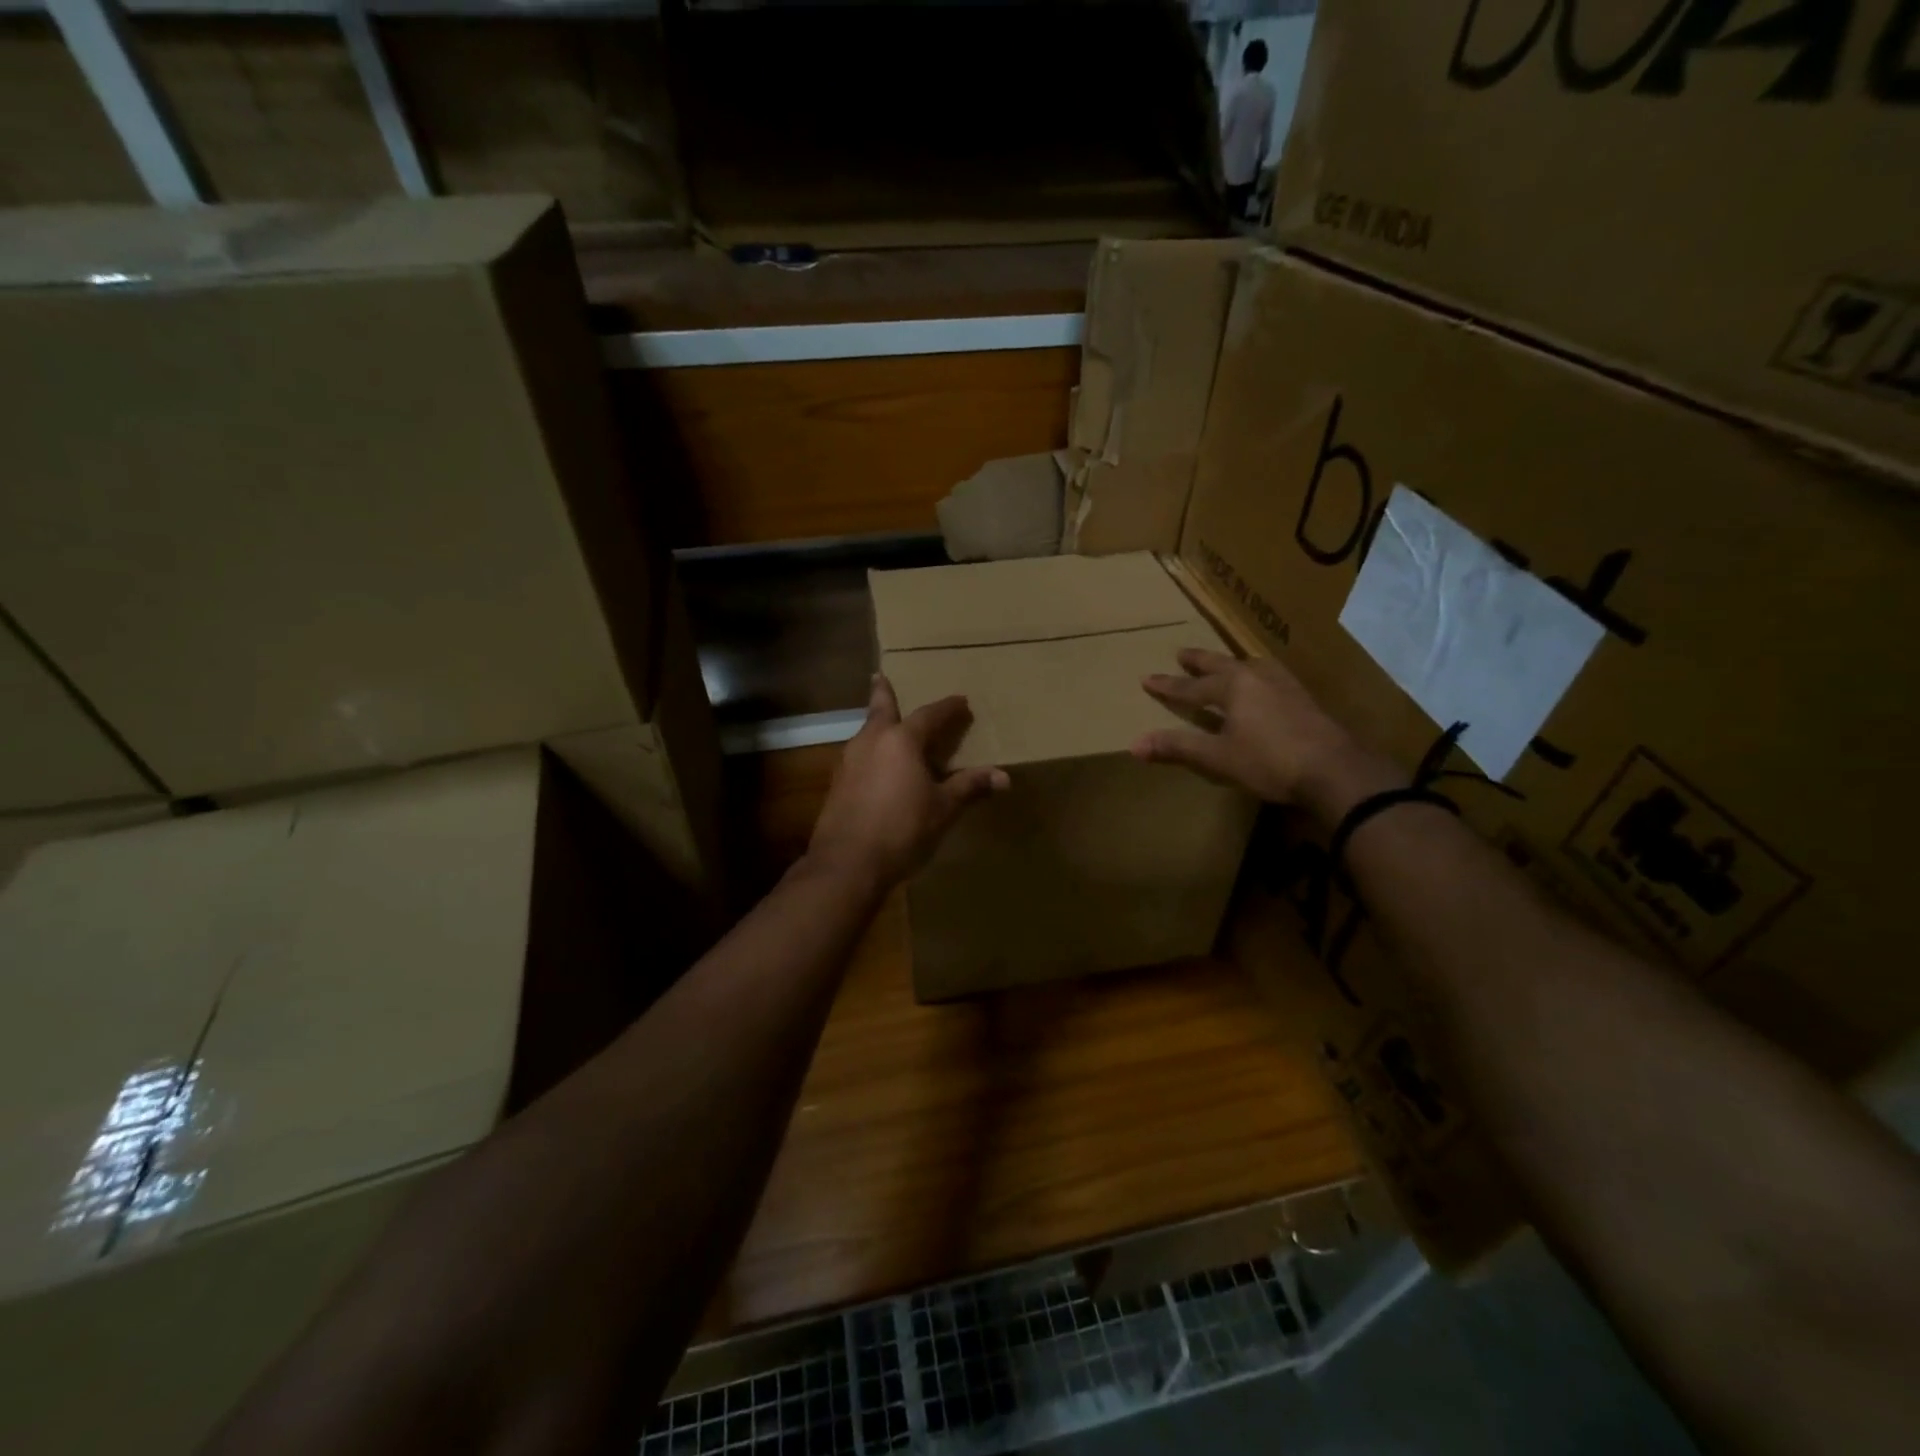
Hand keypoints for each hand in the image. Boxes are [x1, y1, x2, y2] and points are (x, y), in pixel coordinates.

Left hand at [807, 675, 1009, 888]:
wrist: (848, 863)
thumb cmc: (902, 829)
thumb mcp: (943, 808)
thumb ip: (969, 787)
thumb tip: (1003, 777)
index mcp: (901, 740)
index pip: (930, 715)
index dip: (948, 708)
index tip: (961, 701)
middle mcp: (871, 741)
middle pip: (880, 710)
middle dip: (884, 693)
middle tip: (881, 676)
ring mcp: (848, 762)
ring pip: (865, 733)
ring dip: (876, 724)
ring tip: (884, 722)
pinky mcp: (837, 784)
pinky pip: (858, 756)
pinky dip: (870, 751)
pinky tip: (875, 764)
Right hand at [1131, 649, 1400, 822]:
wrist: (1335, 770)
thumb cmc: (1270, 761)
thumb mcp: (1218, 757)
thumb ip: (1178, 747)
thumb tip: (1135, 744)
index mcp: (1233, 686)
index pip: (1191, 686)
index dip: (1168, 685)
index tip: (1147, 679)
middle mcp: (1257, 677)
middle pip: (1221, 665)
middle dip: (1199, 661)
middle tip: (1181, 653)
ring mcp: (1285, 685)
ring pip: (1250, 666)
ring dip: (1231, 664)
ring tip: (1226, 664)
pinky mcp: (1304, 699)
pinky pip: (1271, 676)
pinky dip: (1256, 675)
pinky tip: (1264, 686)